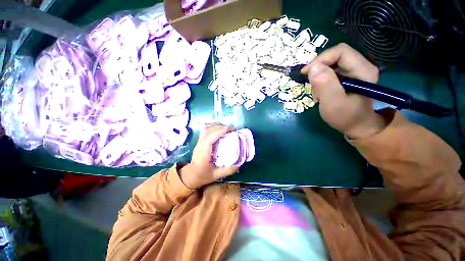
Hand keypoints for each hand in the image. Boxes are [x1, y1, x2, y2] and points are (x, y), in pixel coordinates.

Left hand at [179, 124, 238, 188]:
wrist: (190, 175)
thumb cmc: (202, 176)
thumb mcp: (216, 176)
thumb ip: (228, 170)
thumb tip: (239, 164)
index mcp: (203, 154)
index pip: (209, 138)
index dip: (219, 131)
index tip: (230, 130)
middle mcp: (200, 146)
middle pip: (208, 131)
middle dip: (220, 127)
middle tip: (232, 130)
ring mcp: (198, 142)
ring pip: (206, 129)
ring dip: (217, 126)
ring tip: (227, 129)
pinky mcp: (199, 141)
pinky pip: (205, 130)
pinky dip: (213, 127)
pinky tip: (219, 130)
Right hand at [301, 43, 386, 138]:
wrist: (355, 125)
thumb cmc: (345, 116)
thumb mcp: (333, 103)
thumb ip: (325, 85)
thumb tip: (312, 68)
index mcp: (362, 70)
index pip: (340, 51)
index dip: (321, 59)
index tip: (306, 73)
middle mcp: (360, 66)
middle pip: (334, 56)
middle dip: (318, 70)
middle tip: (311, 85)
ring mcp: (353, 71)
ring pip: (329, 64)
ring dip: (318, 78)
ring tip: (318, 94)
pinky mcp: (346, 76)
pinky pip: (328, 71)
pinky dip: (320, 81)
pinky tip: (321, 93)